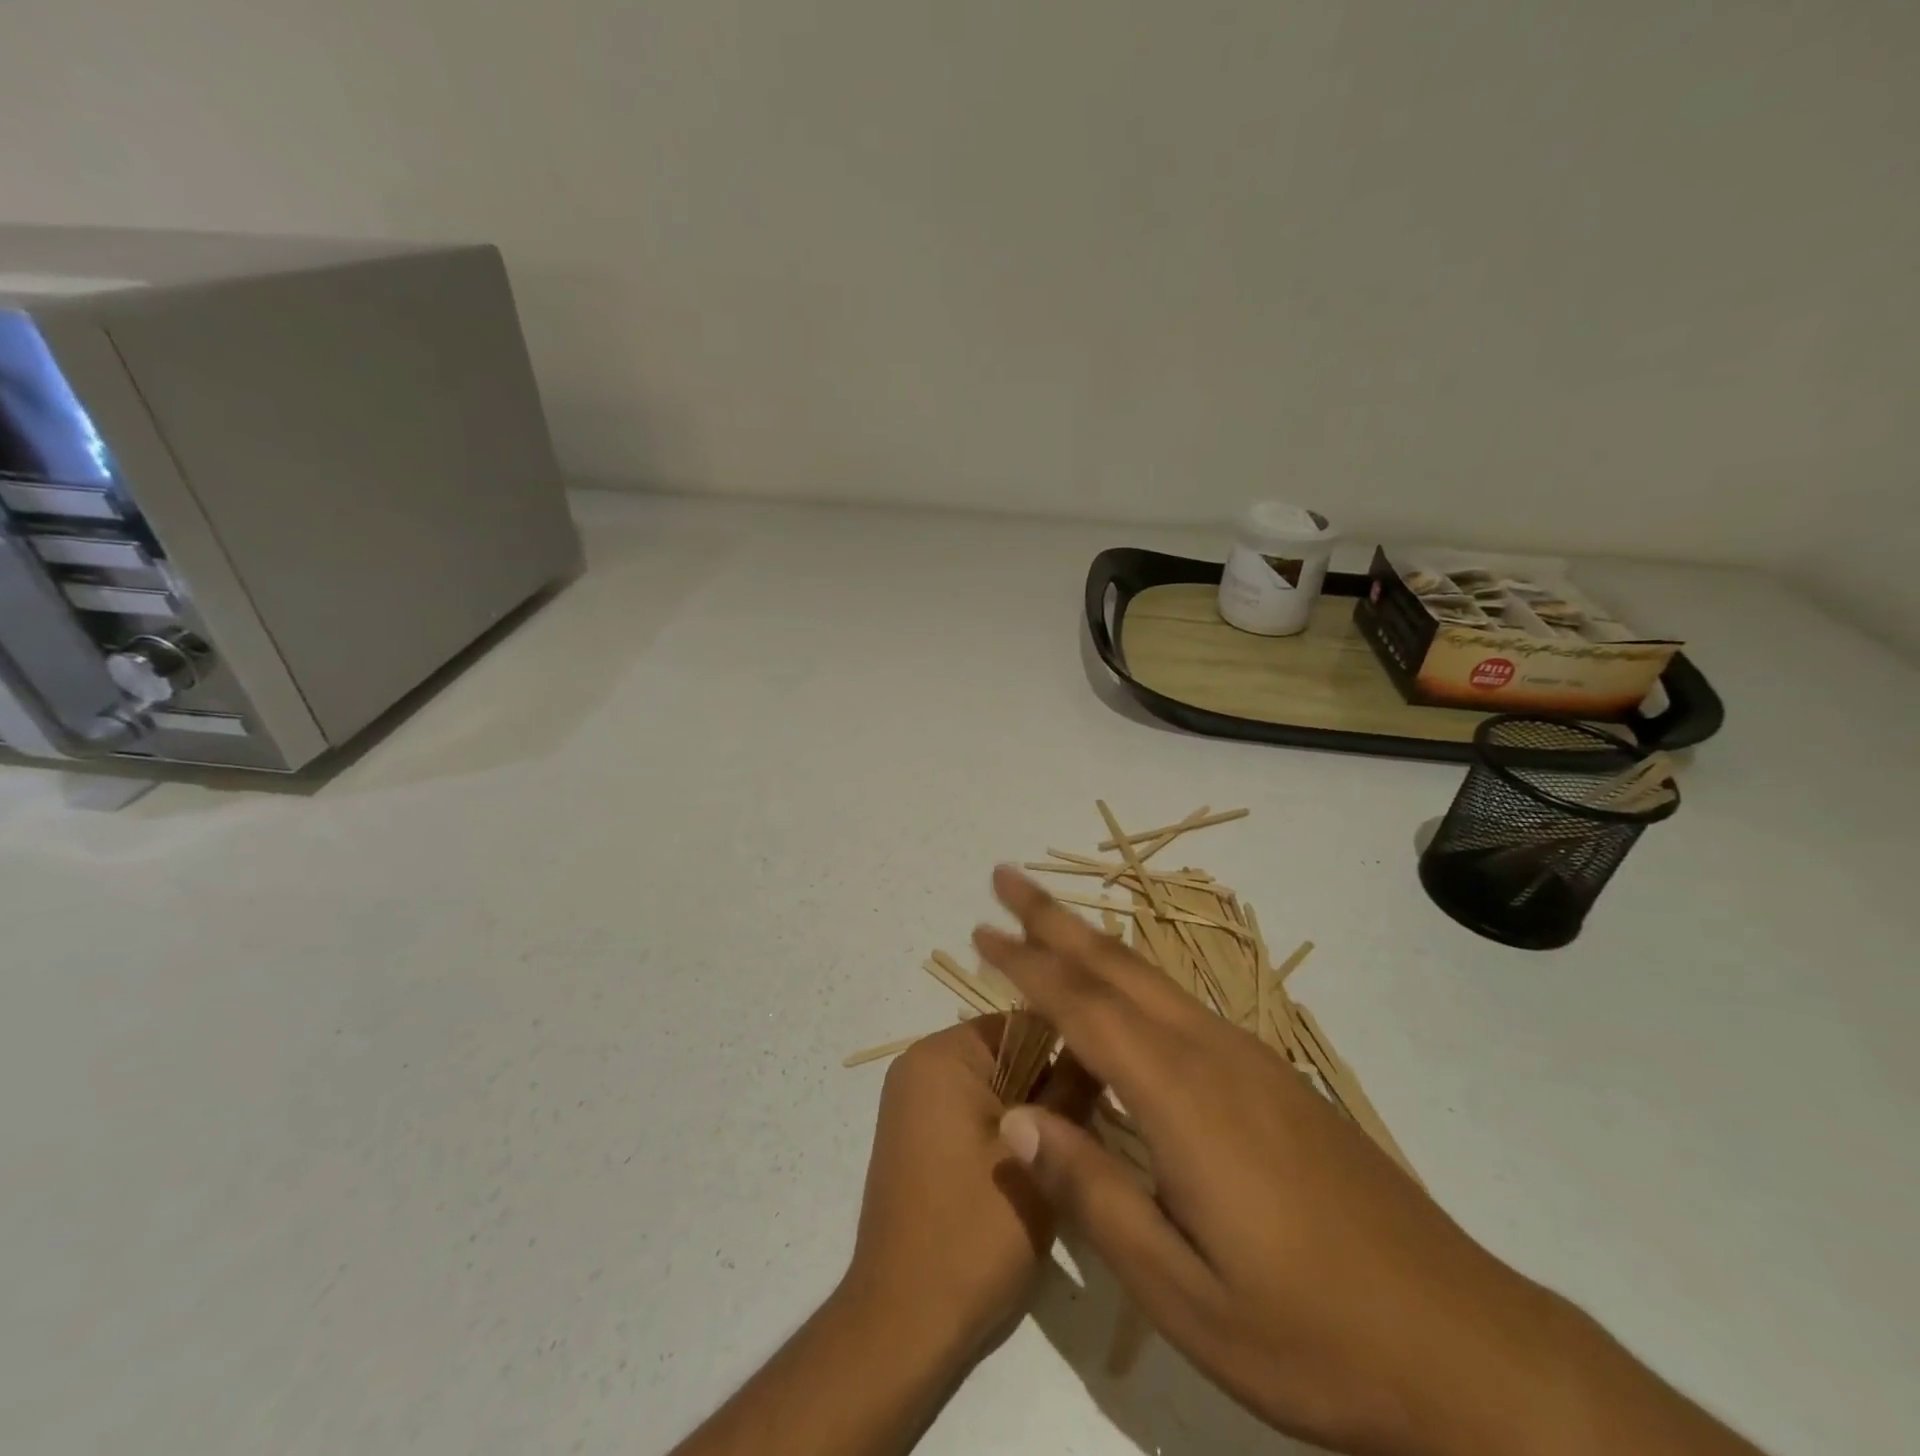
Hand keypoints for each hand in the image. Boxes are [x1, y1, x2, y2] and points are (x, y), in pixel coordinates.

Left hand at [844, 1016, 1095, 1365]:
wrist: (903, 1323)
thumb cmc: (973, 1231)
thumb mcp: (1037, 1157)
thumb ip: (1071, 1091)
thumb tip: (1100, 1044)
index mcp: (941, 1054)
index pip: (1023, 1022)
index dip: (1068, 1049)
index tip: (1105, 1085)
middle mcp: (919, 1064)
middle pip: (1008, 1052)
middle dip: (1050, 1085)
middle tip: (1089, 1129)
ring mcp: (913, 1101)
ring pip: (995, 1084)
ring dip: (1032, 1112)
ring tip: (1064, 1154)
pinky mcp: (916, 1136)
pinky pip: (972, 1109)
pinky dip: (1005, 1129)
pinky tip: (1031, 1170)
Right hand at [973, 868, 1693, 1455]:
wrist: (1463, 1345)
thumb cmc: (1310, 1333)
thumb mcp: (1182, 1292)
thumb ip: (1092, 1195)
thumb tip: (1017, 1120)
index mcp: (1181, 1096)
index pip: (1083, 1008)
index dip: (1026, 965)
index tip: (981, 931)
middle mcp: (1212, 1053)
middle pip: (1116, 967)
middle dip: (1053, 920)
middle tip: (1005, 878)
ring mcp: (1250, 1059)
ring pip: (1151, 978)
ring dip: (1091, 943)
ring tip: (1047, 921)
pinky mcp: (1274, 1076)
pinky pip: (1181, 1004)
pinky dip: (1131, 977)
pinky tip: (1122, 992)